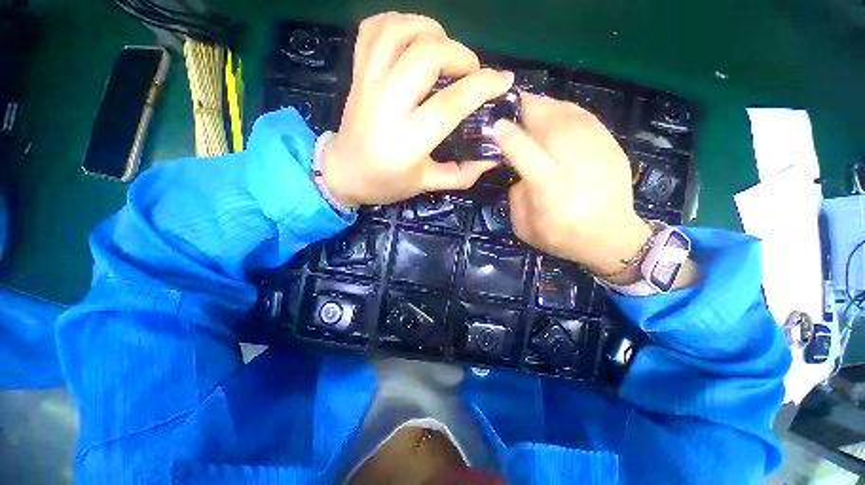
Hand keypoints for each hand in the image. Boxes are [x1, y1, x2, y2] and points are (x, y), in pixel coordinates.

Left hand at [321, 13, 514, 207]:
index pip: (450, 103)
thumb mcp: (425, 185)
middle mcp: (387, 105)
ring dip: (431, 30)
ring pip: (399, 31)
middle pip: (426, 55)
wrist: (343, 173)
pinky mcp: (357, 73)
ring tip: (445, 50)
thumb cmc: (385, 183)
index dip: (483, 86)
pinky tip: (414, 38)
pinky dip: (399, 22)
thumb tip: (492, 158)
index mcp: (407, 141)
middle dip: (460, 54)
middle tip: (470, 71)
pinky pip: (373, 29)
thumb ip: (461, 174)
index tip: (504, 80)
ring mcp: (368, 83)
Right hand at [495, 93, 651, 281]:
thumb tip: (519, 170)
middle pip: (553, 128)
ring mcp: (599, 157)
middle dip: (529, 110)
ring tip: (531, 104)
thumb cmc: (562, 238)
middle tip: (511, 103)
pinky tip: (556, 111)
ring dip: (547, 106)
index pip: (528, 157)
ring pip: (571, 118)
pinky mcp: (614, 150)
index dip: (510, 138)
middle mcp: (576, 170)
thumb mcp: (524, 228)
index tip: (495, 125)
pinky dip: (568, 111)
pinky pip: (588, 120)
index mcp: (551, 194)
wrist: (613, 239)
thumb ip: (517, 197)